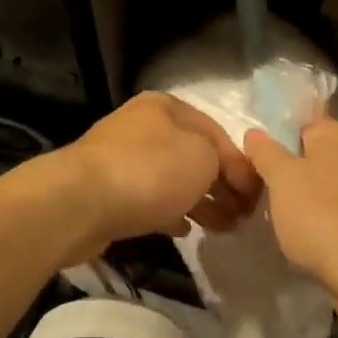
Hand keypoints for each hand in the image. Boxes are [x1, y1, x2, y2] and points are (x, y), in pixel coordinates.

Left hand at [63, 92, 261, 256]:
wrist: (80, 203)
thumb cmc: (149, 170)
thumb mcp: (202, 155)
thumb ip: (224, 161)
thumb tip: (226, 177)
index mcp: (164, 107)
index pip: (216, 132)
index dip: (241, 163)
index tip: (257, 196)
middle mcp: (142, 126)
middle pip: (193, 155)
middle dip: (222, 184)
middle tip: (244, 216)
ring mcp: (121, 159)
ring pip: (172, 179)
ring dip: (201, 201)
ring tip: (224, 228)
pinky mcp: (108, 191)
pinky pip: (150, 199)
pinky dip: (171, 211)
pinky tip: (186, 230)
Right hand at [243, 119, 337, 293]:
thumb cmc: (319, 212)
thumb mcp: (280, 177)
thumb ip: (265, 152)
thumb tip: (255, 133)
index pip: (304, 121)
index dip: (278, 133)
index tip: (257, 152)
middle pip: (316, 154)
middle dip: (291, 169)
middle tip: (261, 184)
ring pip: (327, 185)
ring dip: (306, 197)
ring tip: (278, 214)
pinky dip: (322, 221)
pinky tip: (304, 237)